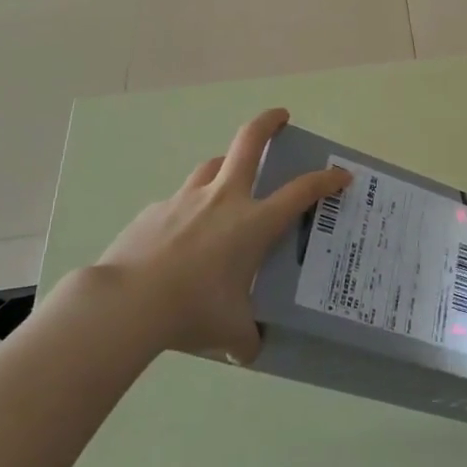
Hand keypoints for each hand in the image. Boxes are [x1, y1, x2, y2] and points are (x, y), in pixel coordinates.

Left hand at [97, 108, 349, 361]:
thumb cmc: (192, 310)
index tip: (341, 175)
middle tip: (281, 117)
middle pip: (249, 142)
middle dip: (269, 122)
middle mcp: (224, 200)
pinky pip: (178, 202)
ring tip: (229, 179)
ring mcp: (186, 200)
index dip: (326, 179)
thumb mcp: (229, 331)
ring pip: (211, 166)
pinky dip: (188, 209)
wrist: (125, 304)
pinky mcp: (154, 212)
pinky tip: (180, 235)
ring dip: (226, 165)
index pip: (302, 191)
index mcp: (254, 222)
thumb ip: (246, 337)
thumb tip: (250, 349)